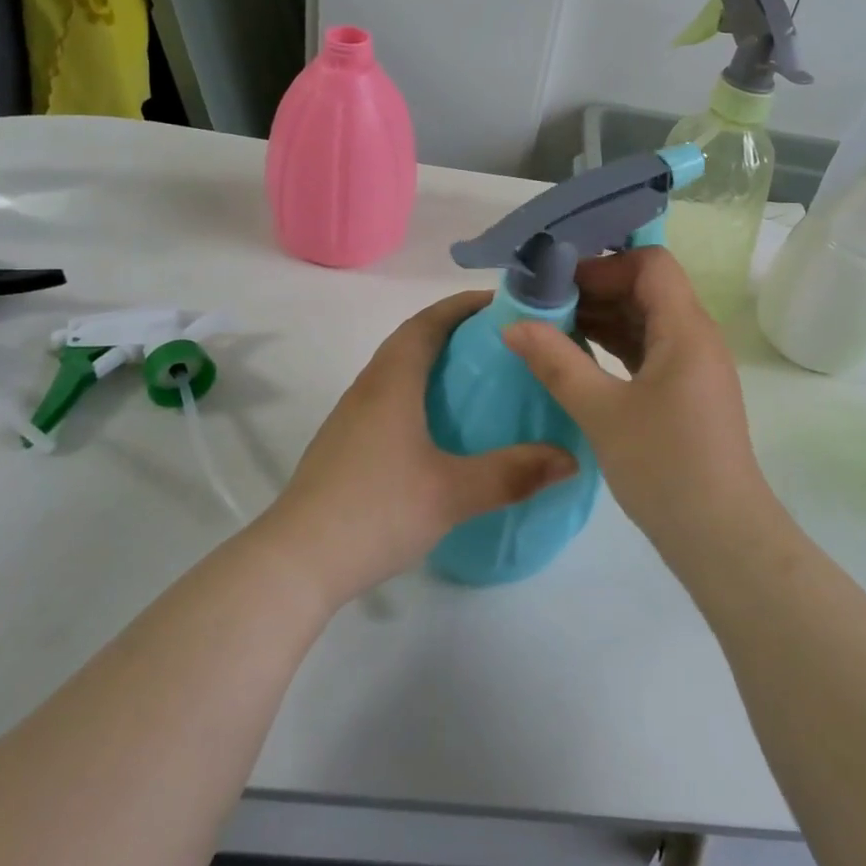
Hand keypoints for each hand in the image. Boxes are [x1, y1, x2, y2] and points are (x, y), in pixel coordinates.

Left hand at [261, 292, 577, 605]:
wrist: (296, 562)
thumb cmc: (376, 511)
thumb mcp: (452, 493)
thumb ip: (513, 474)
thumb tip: (569, 459)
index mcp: (392, 382)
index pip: (428, 322)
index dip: (464, 305)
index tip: (503, 303)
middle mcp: (368, 388)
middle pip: (412, 340)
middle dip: (455, 330)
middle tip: (502, 343)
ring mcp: (351, 417)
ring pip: (397, 370)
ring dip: (434, 362)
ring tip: (478, 381)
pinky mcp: (344, 445)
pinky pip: (388, 399)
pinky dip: (419, 393)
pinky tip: (440, 429)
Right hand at [502, 248, 767, 549]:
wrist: (720, 537)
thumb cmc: (665, 467)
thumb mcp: (602, 412)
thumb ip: (556, 363)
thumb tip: (512, 325)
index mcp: (685, 329)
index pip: (650, 264)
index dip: (604, 263)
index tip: (557, 281)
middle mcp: (695, 337)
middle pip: (646, 288)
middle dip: (594, 288)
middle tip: (542, 302)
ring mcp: (692, 366)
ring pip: (645, 320)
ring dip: (601, 317)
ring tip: (549, 326)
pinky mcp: (684, 391)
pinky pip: (647, 349)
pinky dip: (613, 345)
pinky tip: (575, 356)